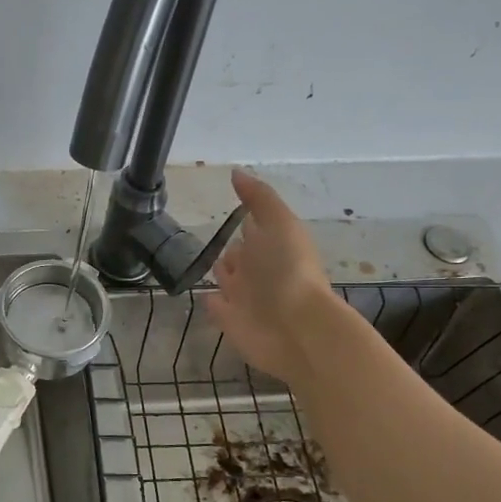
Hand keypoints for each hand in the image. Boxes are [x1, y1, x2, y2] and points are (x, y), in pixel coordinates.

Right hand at [206, 169, 337, 384]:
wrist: (295, 329)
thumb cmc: (289, 271)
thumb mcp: (279, 223)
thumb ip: (259, 198)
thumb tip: (236, 172)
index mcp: (272, 245)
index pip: (255, 229)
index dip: (245, 219)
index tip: (232, 208)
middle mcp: (259, 271)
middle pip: (241, 256)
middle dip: (232, 249)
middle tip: (215, 241)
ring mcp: (245, 299)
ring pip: (228, 280)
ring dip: (221, 273)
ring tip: (206, 265)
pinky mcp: (231, 323)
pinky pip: (218, 308)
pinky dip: (212, 301)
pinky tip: (205, 295)